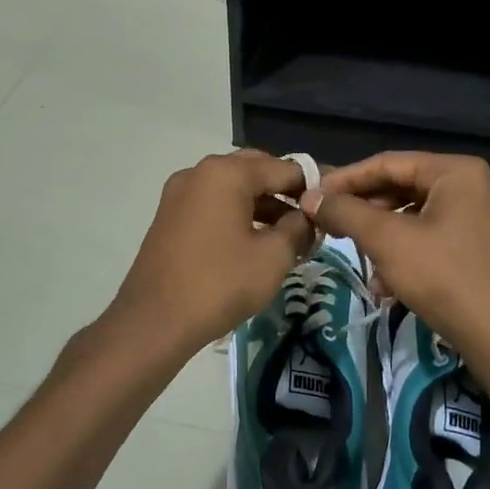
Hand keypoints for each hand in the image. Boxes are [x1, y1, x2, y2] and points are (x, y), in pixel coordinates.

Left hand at [112, 150, 315, 355]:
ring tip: (290, 234)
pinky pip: (214, 204)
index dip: (312, 185)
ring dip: (263, 204)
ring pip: (233, 188)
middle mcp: (200, 172)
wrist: (155, 321)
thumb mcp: (273, 257)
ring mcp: (180, 194)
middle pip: (255, 170)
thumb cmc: (220, 283)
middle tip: (311, 217)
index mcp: (226, 173)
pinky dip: (238, 215)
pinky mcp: (170, 216)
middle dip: (285, 191)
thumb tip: (309, 217)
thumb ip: (299, 228)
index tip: (334, 203)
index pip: (283, 167)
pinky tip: (257, 241)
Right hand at [300, 152, 489, 374]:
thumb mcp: (388, 241)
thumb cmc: (447, 278)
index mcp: (459, 172)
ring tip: (362, 263)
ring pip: (420, 217)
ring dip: (385, 239)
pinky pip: (439, 239)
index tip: (313, 198)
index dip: (346, 179)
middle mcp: (478, 186)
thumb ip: (346, 213)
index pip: (389, 162)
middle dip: (366, 212)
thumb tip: (310, 197)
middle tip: (332, 228)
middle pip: (406, 188)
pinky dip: (410, 254)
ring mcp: (488, 220)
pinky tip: (389, 285)